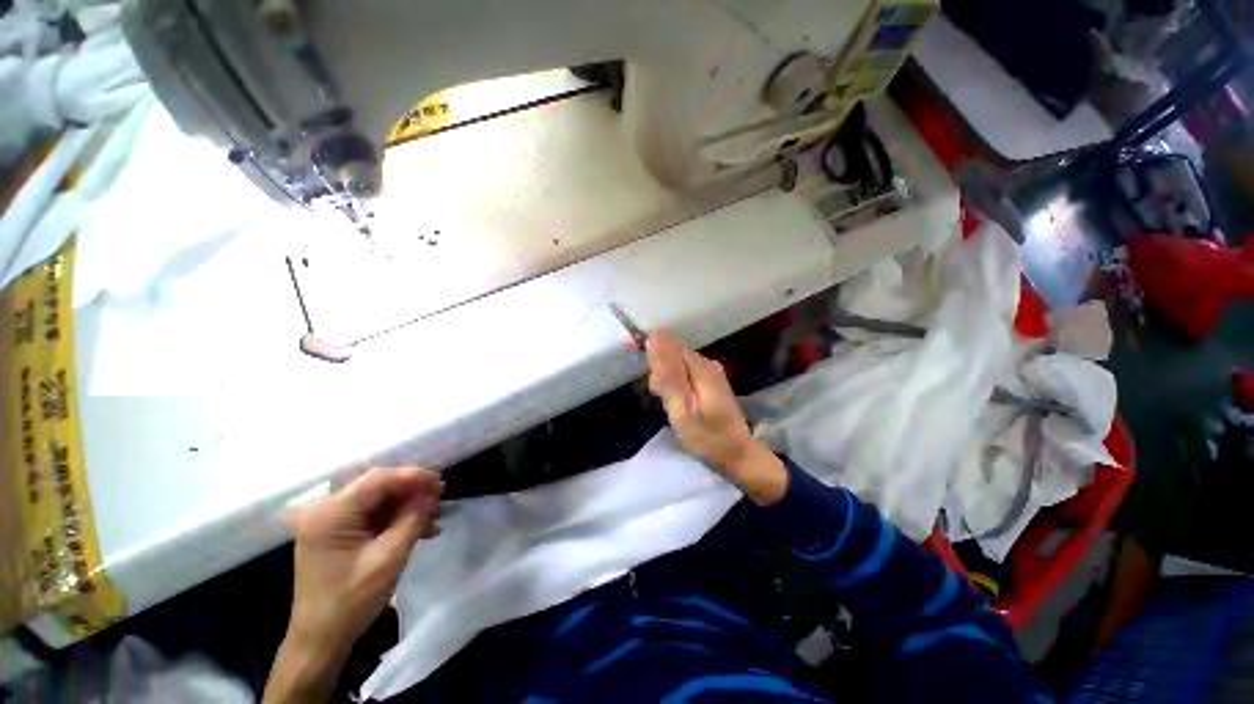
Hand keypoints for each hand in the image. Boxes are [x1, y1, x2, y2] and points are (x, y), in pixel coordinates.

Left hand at [265, 466, 441, 703]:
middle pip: (378, 486)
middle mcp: (327, 511)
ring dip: (408, 505)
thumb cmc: (351, 600)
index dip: (412, 476)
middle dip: (412, 490)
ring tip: (435, 515)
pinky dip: (397, 519)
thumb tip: (432, 492)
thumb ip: (412, 519)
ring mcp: (331, 522)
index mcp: (331, 514)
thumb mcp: (389, 558)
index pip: (378, 479)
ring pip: (379, 500)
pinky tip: (421, 529)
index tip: (440, 483)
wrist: (321, 640)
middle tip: (440, 496)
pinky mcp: (339, 534)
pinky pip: (373, 516)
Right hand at [646, 332, 786, 503]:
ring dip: (664, 379)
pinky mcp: (710, 383)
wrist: (738, 456)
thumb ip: (668, 374)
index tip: (631, 354)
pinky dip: (673, 385)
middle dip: (657, 368)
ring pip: (676, 364)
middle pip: (673, 353)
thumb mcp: (682, 409)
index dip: (649, 346)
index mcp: (701, 367)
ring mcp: (710, 373)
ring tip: (665, 402)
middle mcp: (707, 364)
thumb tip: (654, 339)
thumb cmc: (708, 438)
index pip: (669, 343)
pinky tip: (674, 402)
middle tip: (657, 395)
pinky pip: (684, 374)